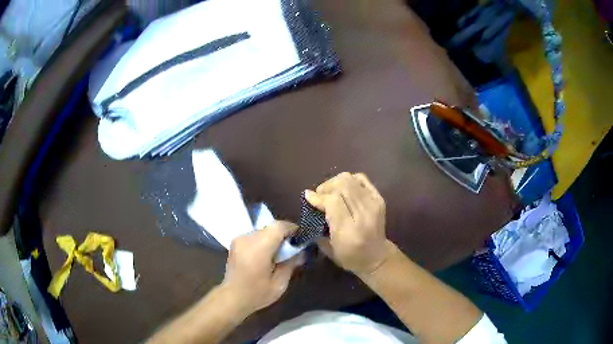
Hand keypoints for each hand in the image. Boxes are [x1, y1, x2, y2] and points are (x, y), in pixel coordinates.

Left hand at [220, 221, 303, 315]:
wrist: (232, 298)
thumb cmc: (257, 293)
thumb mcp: (280, 283)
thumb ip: (291, 264)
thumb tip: (302, 252)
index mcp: (259, 247)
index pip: (279, 226)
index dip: (292, 229)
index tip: (301, 238)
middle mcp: (247, 238)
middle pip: (270, 227)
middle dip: (283, 234)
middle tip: (292, 248)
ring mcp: (239, 239)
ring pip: (262, 230)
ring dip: (272, 237)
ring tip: (279, 252)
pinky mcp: (235, 242)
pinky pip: (254, 235)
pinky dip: (263, 240)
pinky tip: (266, 255)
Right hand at [305, 172, 393, 275]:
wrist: (377, 257)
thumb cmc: (349, 257)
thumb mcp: (328, 247)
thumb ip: (318, 222)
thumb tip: (309, 197)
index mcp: (349, 230)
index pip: (333, 201)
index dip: (319, 196)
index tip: (309, 196)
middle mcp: (363, 214)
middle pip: (342, 185)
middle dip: (326, 187)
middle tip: (319, 195)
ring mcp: (374, 204)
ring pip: (350, 179)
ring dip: (336, 182)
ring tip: (330, 192)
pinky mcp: (379, 199)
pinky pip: (361, 179)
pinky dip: (349, 180)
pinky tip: (344, 189)